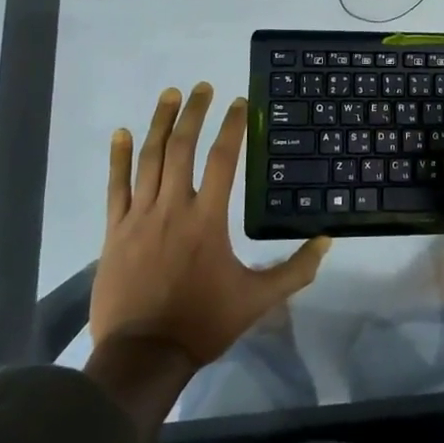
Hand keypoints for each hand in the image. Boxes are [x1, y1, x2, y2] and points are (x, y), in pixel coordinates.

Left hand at [90, 83, 329, 368]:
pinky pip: (117, 186)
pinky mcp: (116, 231)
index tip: (240, 102)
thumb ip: (294, 270)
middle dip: (194, 112)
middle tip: (202, 86)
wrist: (143, 356)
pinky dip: (119, 157)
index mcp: (208, 219)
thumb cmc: (203, 323)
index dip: (233, 127)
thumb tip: (327, 241)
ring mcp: (140, 217)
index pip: (222, 159)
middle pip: (182, 147)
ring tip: (169, 94)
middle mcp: (173, 207)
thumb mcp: (257, 300)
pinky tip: (122, 132)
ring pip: (150, 158)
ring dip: (160, 123)